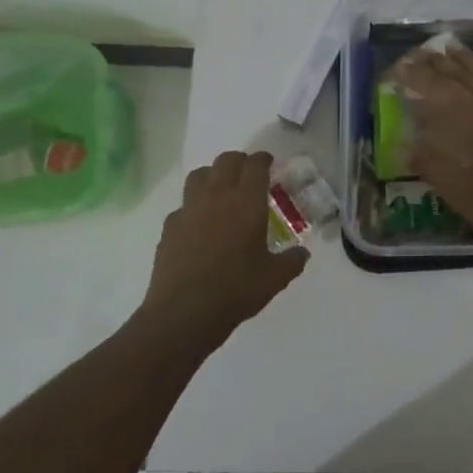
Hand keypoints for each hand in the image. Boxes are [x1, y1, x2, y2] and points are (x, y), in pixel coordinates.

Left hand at [141, 151, 307, 340]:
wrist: (184, 313)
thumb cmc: (237, 290)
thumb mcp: (276, 278)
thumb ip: (292, 260)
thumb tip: (302, 254)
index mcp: (247, 202)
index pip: (255, 165)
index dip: (263, 160)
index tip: (269, 163)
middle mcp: (217, 197)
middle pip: (226, 161)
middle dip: (240, 161)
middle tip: (249, 174)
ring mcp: (189, 210)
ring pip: (199, 175)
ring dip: (213, 176)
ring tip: (222, 191)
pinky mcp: (169, 227)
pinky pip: (183, 205)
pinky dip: (194, 206)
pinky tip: (200, 225)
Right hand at [393, 46, 472, 255]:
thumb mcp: (456, 191)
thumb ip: (429, 163)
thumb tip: (403, 144)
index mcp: (463, 118)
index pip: (431, 88)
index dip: (413, 76)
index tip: (399, 67)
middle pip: (458, 74)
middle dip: (436, 63)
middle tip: (419, 53)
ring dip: (468, 58)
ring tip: (451, 46)